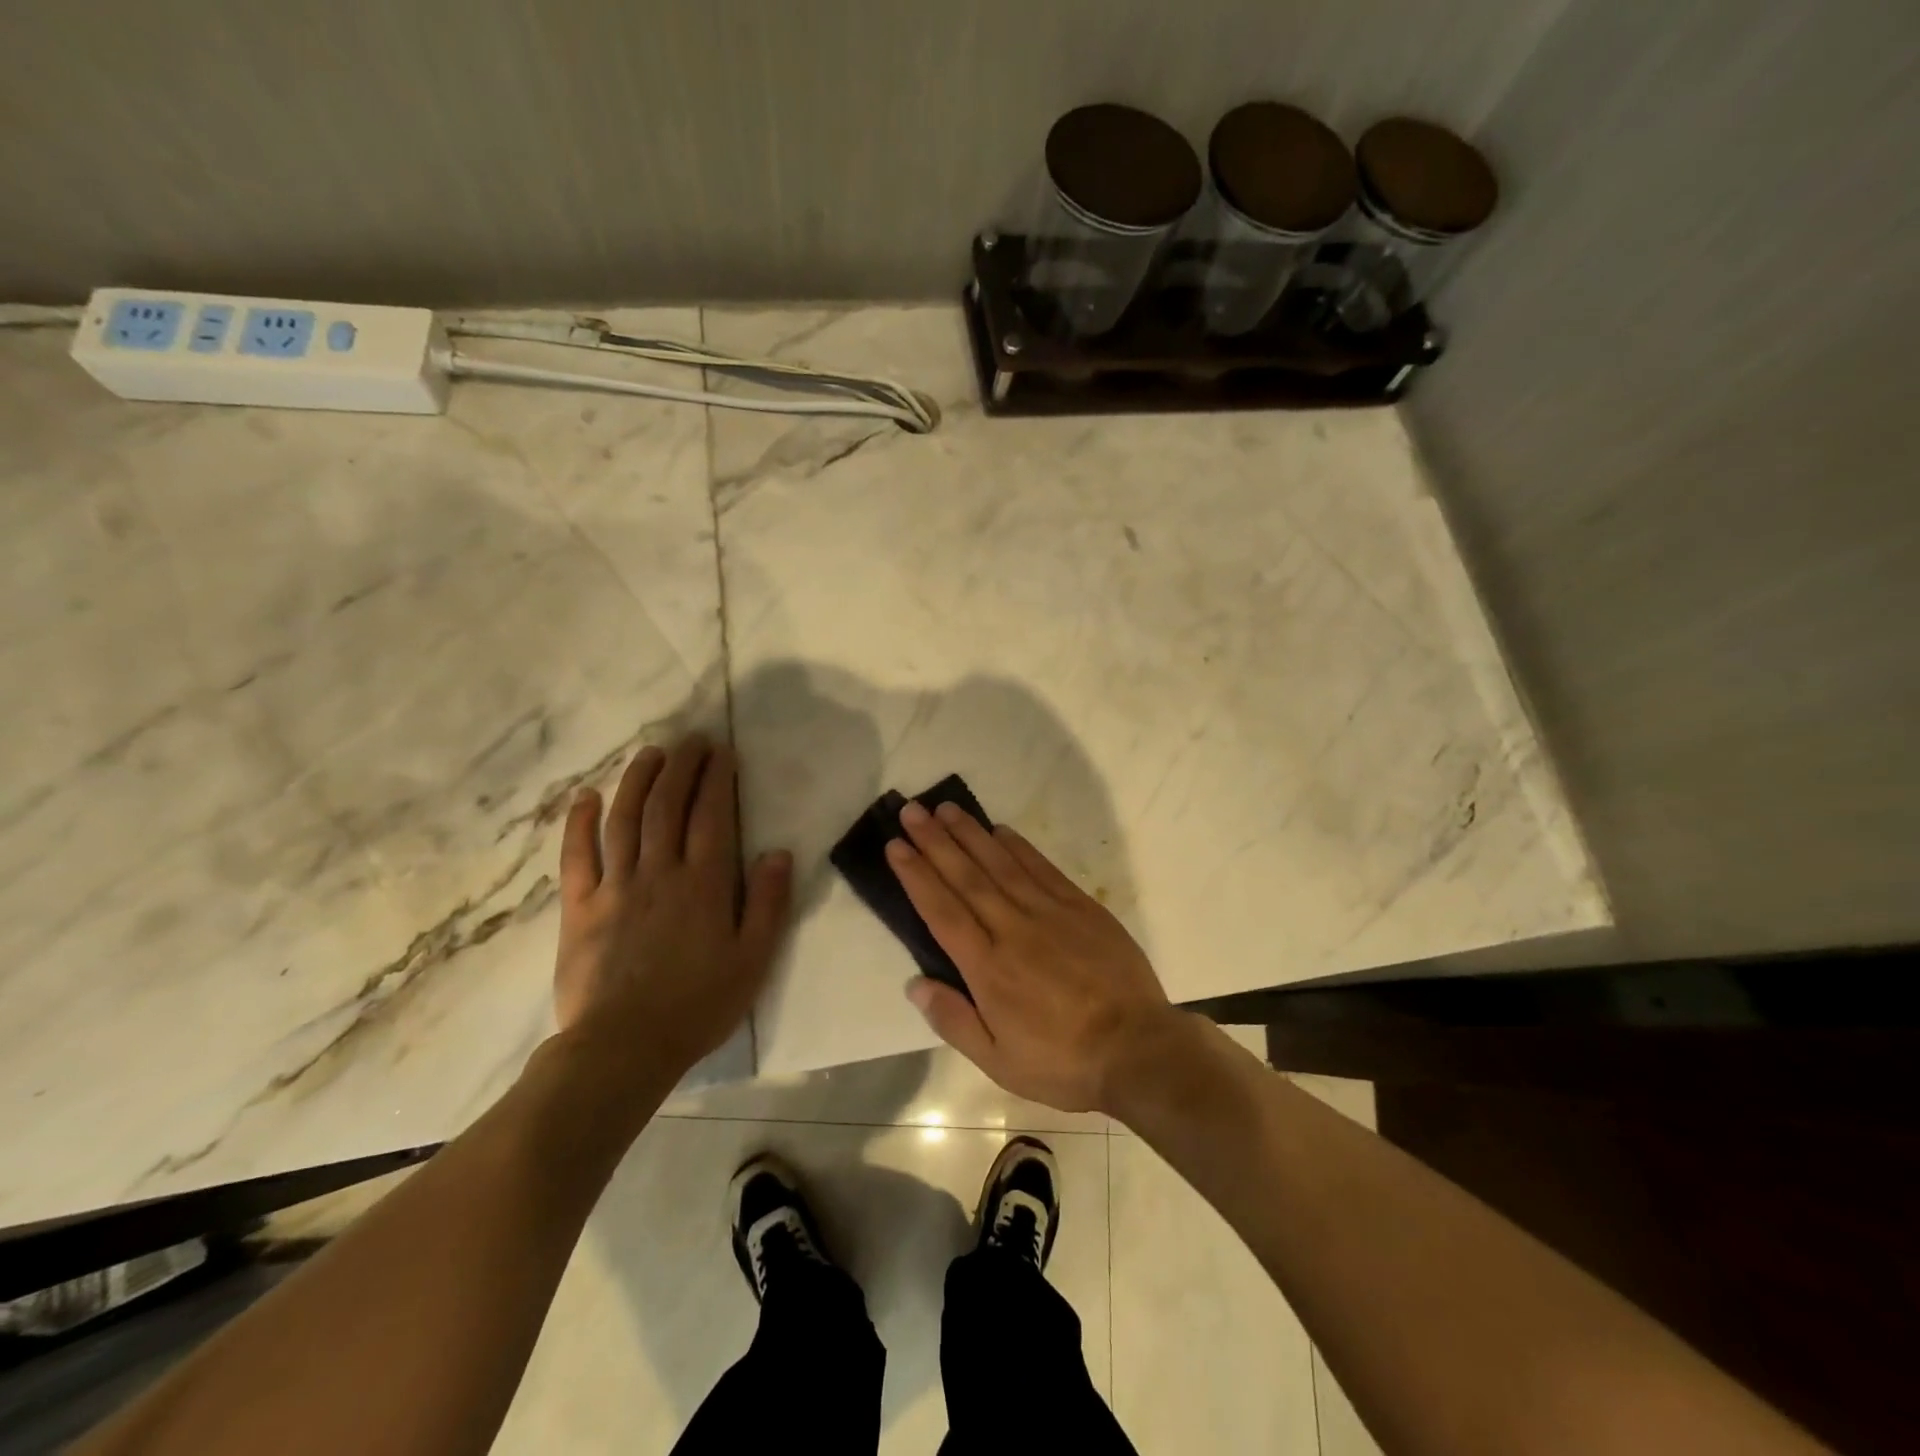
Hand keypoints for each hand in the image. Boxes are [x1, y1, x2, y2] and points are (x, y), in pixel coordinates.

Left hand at [553, 735, 791, 1077]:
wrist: (622, 1049)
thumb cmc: (698, 1005)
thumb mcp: (753, 960)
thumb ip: (768, 903)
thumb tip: (778, 852)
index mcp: (704, 884)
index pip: (712, 816)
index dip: (717, 779)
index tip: (722, 751)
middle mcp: (659, 872)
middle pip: (669, 806)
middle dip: (681, 766)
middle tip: (691, 739)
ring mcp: (615, 887)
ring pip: (625, 820)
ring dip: (638, 781)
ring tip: (650, 753)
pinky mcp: (579, 907)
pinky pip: (577, 856)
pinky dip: (580, 823)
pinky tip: (586, 797)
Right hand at [887, 800, 1176, 1112]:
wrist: (1138, 1048)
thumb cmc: (1063, 1062)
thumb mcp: (999, 1062)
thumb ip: (954, 1021)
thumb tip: (914, 983)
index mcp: (988, 968)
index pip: (942, 911)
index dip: (916, 876)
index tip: (896, 846)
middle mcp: (1013, 929)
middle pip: (967, 878)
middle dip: (935, 842)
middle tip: (912, 811)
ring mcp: (1050, 913)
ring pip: (1001, 864)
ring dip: (971, 834)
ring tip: (946, 809)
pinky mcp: (1081, 907)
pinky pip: (1042, 868)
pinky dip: (1019, 847)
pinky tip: (1001, 830)